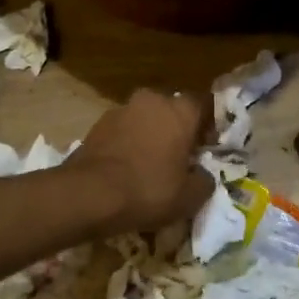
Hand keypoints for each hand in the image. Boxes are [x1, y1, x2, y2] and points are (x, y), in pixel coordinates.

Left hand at [65, 88, 211, 233]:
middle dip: (176, 128)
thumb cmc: (148, 190)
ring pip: (144, 118)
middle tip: (178, 156)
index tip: (206, 147)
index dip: (208, 125)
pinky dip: (127, 143)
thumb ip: (205, 181)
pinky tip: (125, 168)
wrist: (89, 194)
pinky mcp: (97, 124)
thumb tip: (203, 175)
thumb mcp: (189, 197)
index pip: (204, 104)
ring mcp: (121, 110)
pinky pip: (122, 130)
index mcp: (180, 111)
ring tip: (148, 164)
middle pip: (171, 109)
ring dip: (149, 134)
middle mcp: (152, 101)